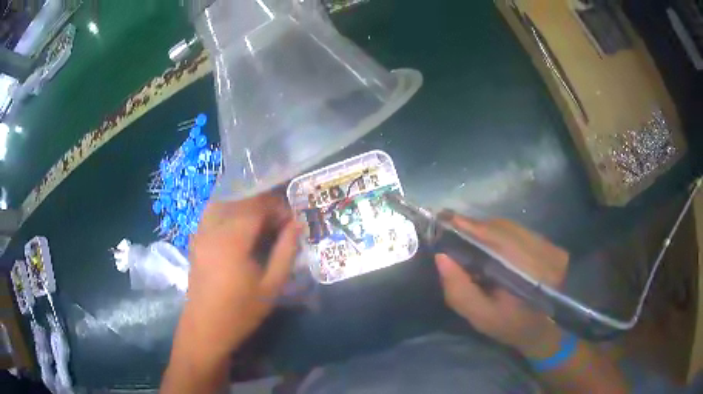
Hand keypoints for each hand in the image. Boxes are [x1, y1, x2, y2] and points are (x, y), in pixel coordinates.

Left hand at [178, 193, 299, 359]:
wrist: (206, 328)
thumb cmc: (241, 312)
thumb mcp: (271, 286)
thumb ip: (285, 251)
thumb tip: (296, 224)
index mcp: (232, 240)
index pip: (256, 206)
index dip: (276, 206)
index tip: (291, 219)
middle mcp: (212, 229)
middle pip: (239, 200)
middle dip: (262, 203)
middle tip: (279, 220)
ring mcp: (200, 233)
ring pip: (222, 202)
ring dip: (243, 204)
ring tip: (260, 220)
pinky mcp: (195, 240)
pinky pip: (211, 213)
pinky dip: (228, 211)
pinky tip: (239, 227)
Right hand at [435, 214, 567, 357]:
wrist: (538, 329)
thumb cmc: (507, 324)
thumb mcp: (479, 315)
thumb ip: (459, 290)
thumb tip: (442, 256)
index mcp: (528, 273)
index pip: (498, 237)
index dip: (471, 226)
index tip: (445, 219)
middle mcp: (545, 253)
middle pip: (504, 228)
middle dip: (477, 227)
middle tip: (453, 228)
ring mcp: (551, 248)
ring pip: (513, 228)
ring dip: (489, 230)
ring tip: (469, 235)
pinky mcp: (552, 247)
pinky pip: (521, 232)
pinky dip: (502, 233)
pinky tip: (491, 243)